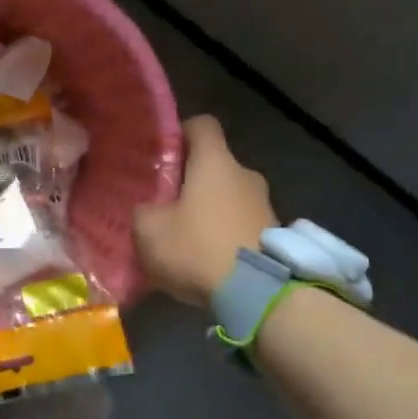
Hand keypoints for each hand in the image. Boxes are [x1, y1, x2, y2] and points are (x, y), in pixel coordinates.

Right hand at [133, 115, 277, 305]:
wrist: (258, 294)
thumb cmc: (198, 247)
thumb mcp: (149, 229)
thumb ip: (143, 210)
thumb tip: (147, 208)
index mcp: (215, 161)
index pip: (201, 124)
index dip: (180, 133)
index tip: (161, 153)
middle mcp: (245, 175)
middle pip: (214, 165)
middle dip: (189, 181)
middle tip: (163, 203)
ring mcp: (265, 205)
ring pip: (227, 196)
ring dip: (207, 210)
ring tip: (183, 238)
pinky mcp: (274, 235)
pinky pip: (240, 224)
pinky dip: (223, 234)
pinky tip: (206, 259)